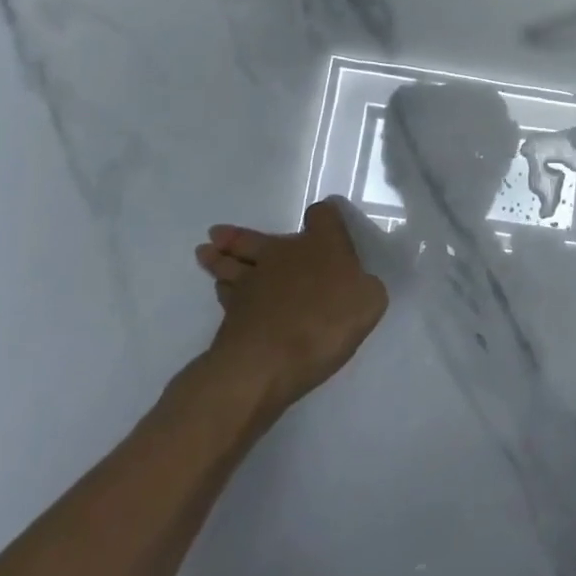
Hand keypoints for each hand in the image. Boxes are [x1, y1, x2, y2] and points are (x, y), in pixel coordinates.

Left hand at [194, 199, 388, 411]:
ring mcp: (252, 282)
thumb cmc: (326, 322)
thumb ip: (365, 287)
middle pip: (257, 238)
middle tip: (219, 233)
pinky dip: (222, 290)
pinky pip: (225, 293)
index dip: (325, 216)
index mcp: (322, 244)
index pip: (323, 216)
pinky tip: (220, 290)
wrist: (268, 360)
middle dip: (240, 235)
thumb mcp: (370, 302)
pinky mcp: (231, 314)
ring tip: (205, 252)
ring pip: (231, 263)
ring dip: (219, 258)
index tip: (323, 218)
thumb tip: (357, 284)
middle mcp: (284, 254)